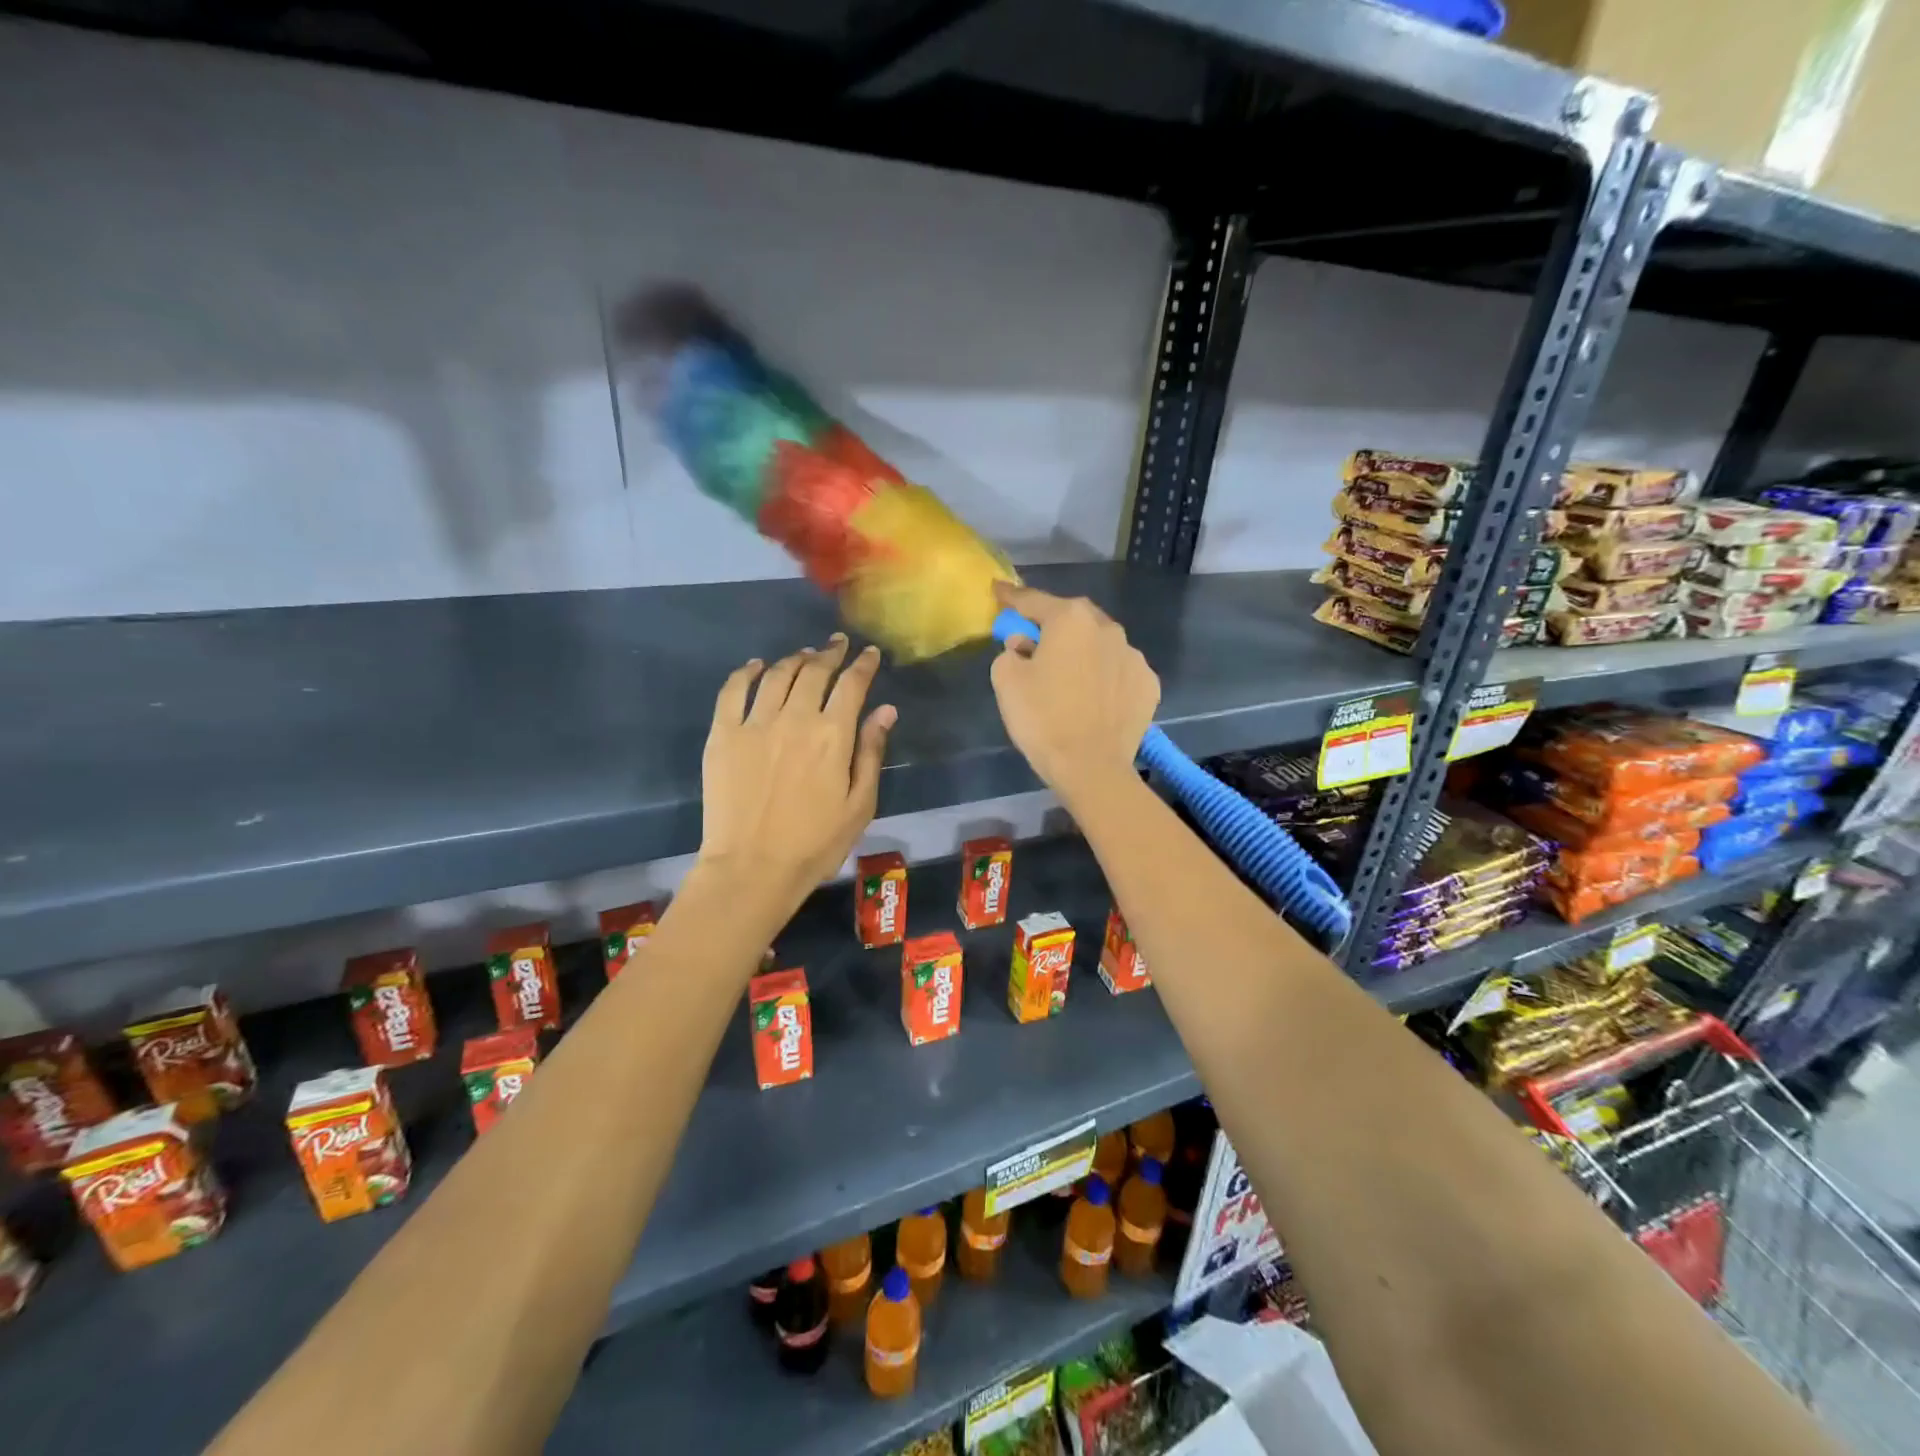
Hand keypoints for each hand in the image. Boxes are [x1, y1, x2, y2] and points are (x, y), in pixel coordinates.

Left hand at [700, 634, 895, 909]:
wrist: (752, 868)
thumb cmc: (815, 844)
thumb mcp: (860, 805)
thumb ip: (871, 752)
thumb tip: (885, 710)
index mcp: (832, 735)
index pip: (852, 685)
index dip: (863, 665)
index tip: (870, 654)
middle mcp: (794, 718)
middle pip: (814, 672)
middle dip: (830, 653)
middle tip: (837, 645)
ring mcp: (754, 723)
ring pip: (777, 674)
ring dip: (794, 659)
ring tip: (804, 655)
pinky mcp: (723, 734)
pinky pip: (733, 690)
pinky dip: (746, 672)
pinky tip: (755, 666)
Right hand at [989, 582, 1157, 805]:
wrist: (1092, 768)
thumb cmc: (1043, 719)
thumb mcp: (1006, 681)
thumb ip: (1010, 651)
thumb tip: (1026, 646)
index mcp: (1070, 620)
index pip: (1033, 600)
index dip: (1011, 597)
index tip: (998, 591)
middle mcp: (1108, 628)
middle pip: (1073, 618)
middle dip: (1053, 625)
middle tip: (1035, 643)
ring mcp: (1134, 656)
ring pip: (1100, 644)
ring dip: (1083, 652)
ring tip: (1069, 677)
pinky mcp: (1149, 684)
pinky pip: (1118, 671)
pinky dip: (1104, 677)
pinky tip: (1094, 698)